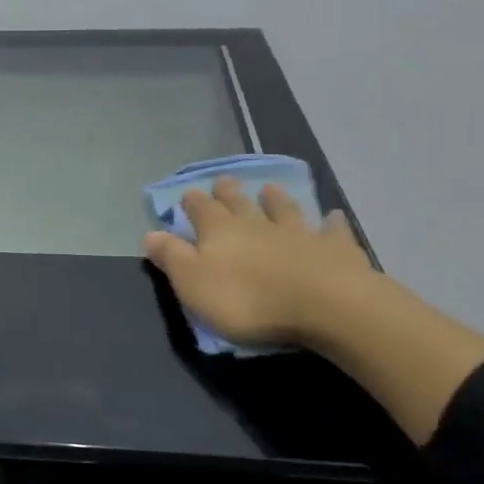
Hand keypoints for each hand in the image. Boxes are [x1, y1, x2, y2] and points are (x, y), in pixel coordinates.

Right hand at [144, 178, 376, 349]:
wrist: (322, 303)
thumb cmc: (247, 300)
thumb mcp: (194, 284)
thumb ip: (173, 258)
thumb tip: (150, 234)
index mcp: (219, 232)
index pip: (201, 211)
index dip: (192, 203)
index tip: (188, 193)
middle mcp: (257, 224)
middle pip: (240, 204)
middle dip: (229, 193)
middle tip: (224, 180)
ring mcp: (298, 233)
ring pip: (283, 210)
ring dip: (276, 199)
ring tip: (270, 188)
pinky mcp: (333, 248)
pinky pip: (331, 231)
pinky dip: (330, 223)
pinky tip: (332, 216)